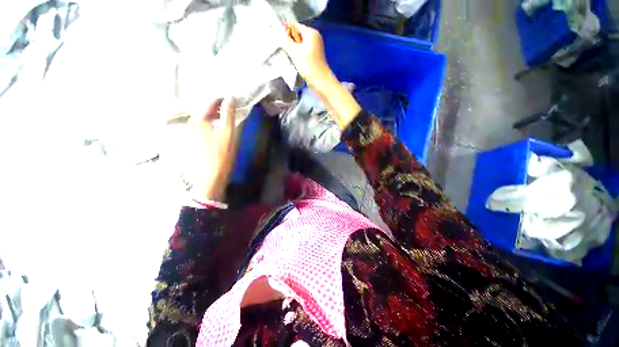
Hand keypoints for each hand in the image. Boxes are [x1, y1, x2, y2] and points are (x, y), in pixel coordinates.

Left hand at [165, 98, 237, 201]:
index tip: (233, 100)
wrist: (209, 177)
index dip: (221, 99)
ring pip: (202, 119)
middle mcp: (190, 124)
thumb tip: (231, 97)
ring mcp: (189, 134)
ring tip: (225, 119)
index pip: (209, 102)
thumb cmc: (221, 154)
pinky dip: (210, 125)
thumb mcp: (228, 132)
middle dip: (217, 107)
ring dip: (214, 116)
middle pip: (203, 110)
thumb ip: (229, 114)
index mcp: (198, 119)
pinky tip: (217, 130)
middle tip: (231, 110)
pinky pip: (200, 127)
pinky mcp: (191, 142)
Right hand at [282, 23, 334, 88]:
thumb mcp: (295, 52)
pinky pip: (303, 50)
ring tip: (287, 55)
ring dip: (293, 48)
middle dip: (289, 40)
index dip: (285, 30)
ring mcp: (316, 46)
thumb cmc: (309, 66)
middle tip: (281, 48)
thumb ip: (286, 41)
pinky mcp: (315, 55)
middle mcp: (314, 37)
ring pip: (300, 43)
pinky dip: (298, 53)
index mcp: (311, 33)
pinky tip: (294, 60)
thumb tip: (279, 33)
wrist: (321, 81)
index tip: (277, 37)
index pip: (294, 25)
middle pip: (297, 34)